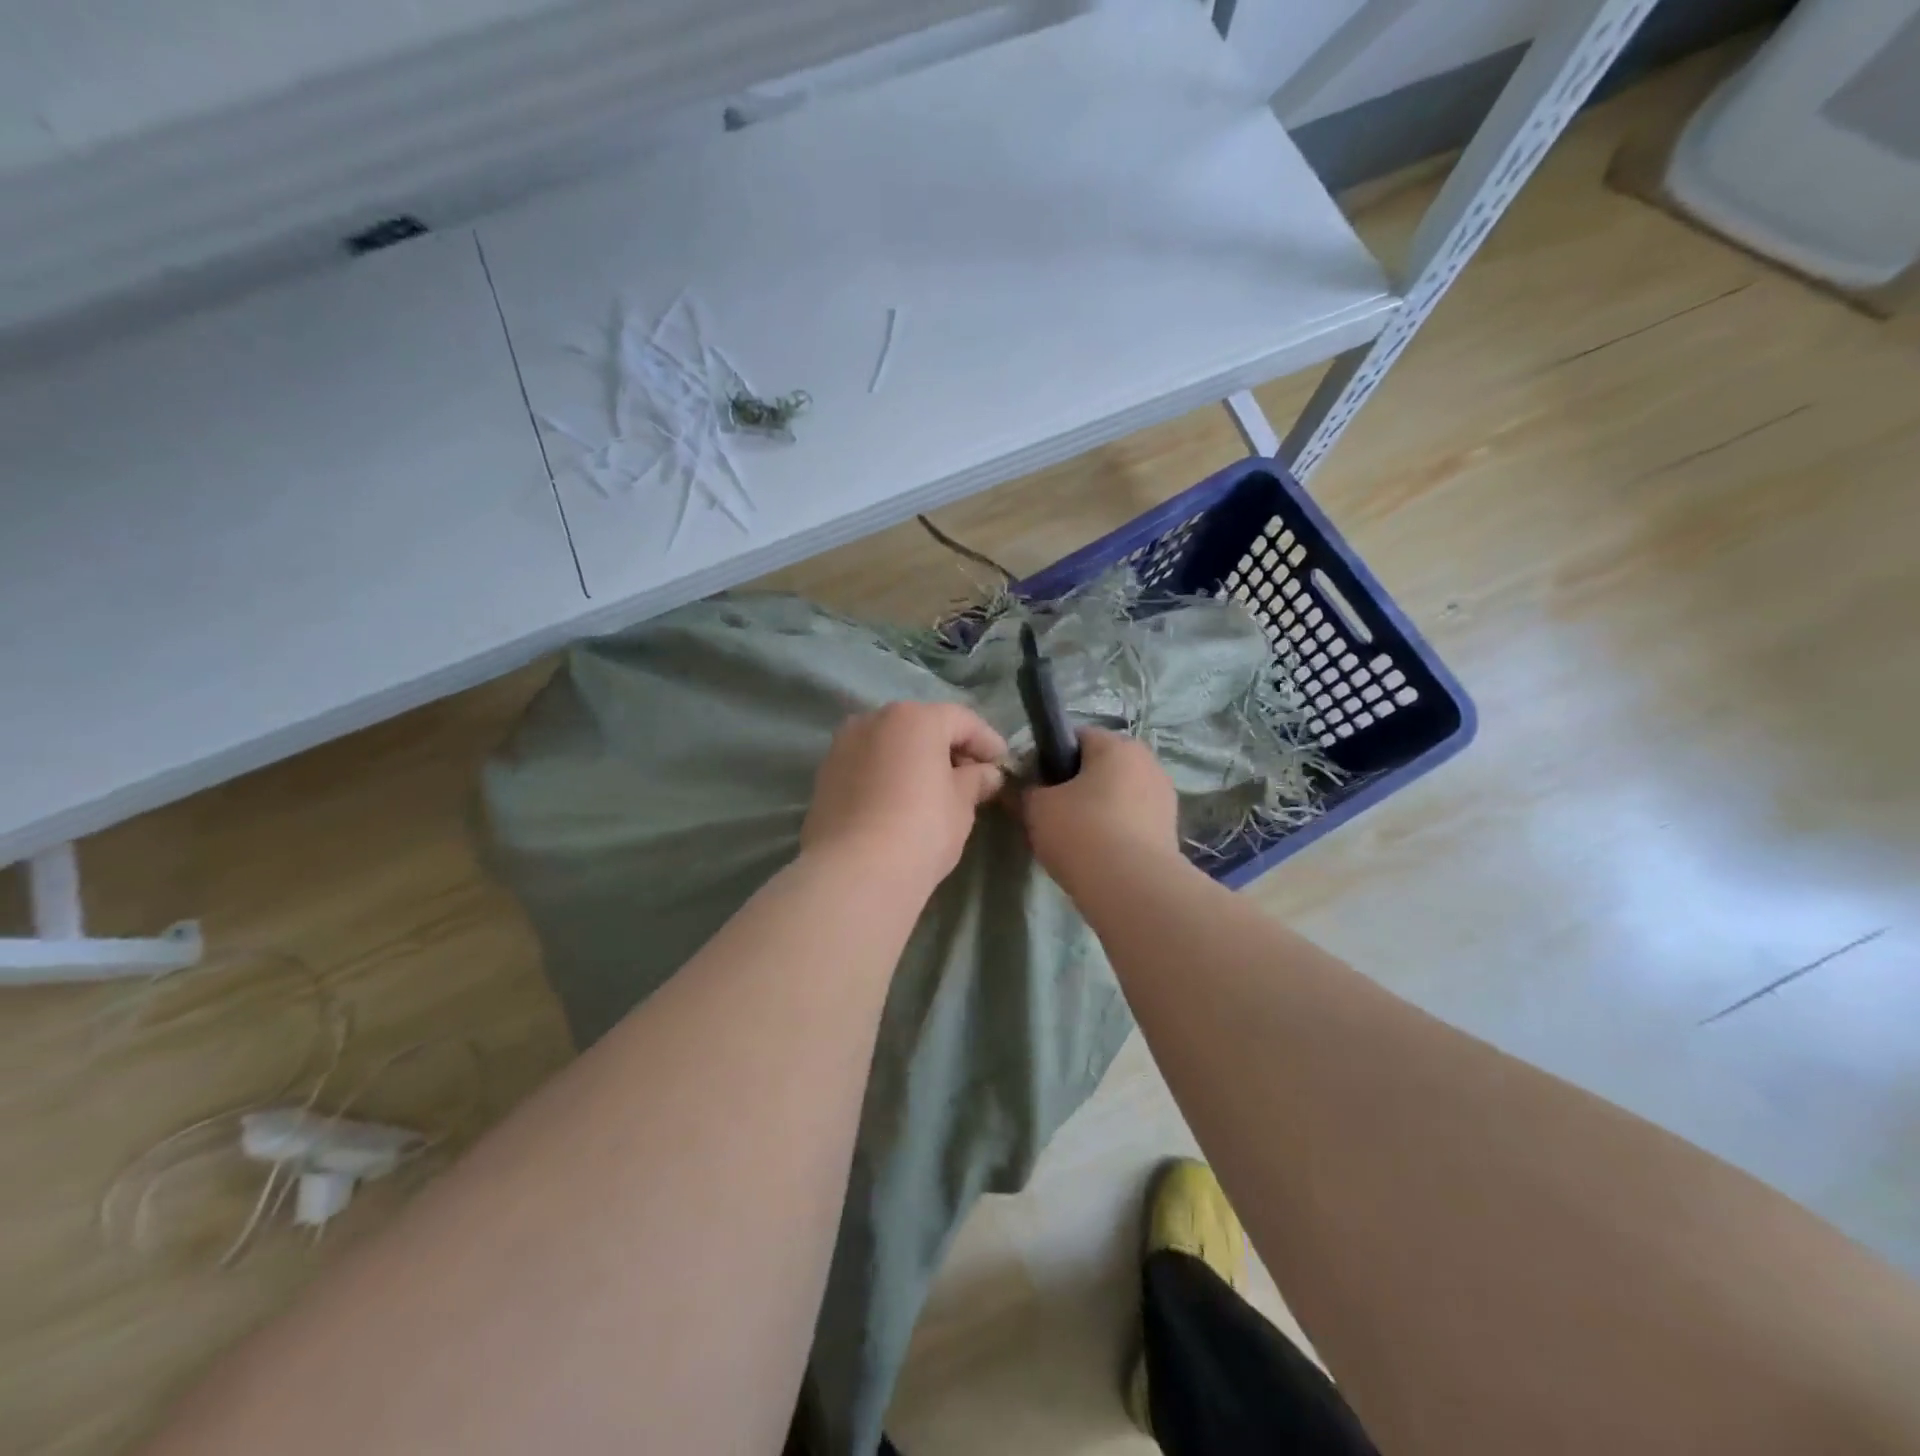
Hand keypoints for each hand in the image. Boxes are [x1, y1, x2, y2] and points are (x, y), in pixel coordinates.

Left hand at [801, 701, 1007, 894]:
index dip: (987, 741)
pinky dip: (887, 774)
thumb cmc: (921, 829)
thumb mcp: (961, 804)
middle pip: (921, 726)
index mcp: (914, 718)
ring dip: (914, 760)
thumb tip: (986, 774)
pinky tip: (900, 801)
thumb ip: (976, 780)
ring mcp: (843, 745)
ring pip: (890, 744)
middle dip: (948, 748)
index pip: (961, 720)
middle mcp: (874, 719)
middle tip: (971, 778)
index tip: (1003, 764)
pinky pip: (867, 765)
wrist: (855, 871)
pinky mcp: (825, 774)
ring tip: (934, 791)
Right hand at [1021, 729, 1179, 888]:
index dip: (1049, 758)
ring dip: (1096, 811)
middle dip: (1075, 787)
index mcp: (1117, 745)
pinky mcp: (1170, 831)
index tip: (1033, 786)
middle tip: (1050, 816)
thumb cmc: (1081, 831)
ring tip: (1073, 841)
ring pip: (1117, 796)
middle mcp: (1147, 762)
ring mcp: (1164, 797)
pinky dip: (1114, 833)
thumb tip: (1021, 789)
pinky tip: (1097, 856)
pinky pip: (1132, 822)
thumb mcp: (1036, 808)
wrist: (1132, 887)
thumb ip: (1025, 792)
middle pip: (1100, 767)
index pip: (1076, 738)